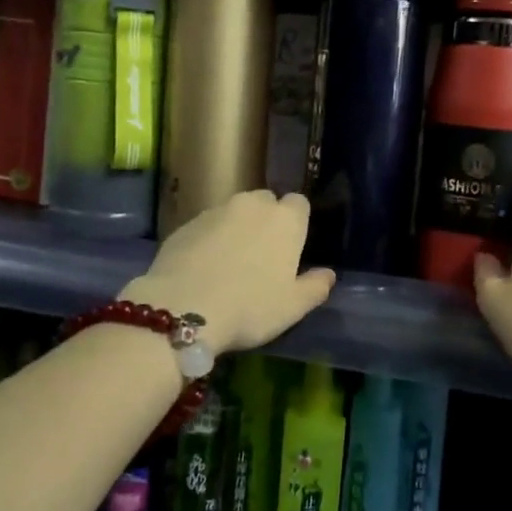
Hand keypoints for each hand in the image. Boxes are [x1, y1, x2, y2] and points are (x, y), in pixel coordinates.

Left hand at [123, 190, 335, 353]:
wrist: (183, 308)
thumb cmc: (250, 307)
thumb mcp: (292, 307)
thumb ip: (315, 287)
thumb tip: (328, 274)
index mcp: (285, 220)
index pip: (299, 203)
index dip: (297, 221)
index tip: (292, 246)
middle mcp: (252, 205)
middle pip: (265, 201)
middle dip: (266, 220)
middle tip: (262, 255)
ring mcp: (215, 211)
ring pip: (234, 211)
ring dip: (236, 228)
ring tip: (230, 261)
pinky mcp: (185, 224)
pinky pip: (206, 225)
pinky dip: (209, 239)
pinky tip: (203, 267)